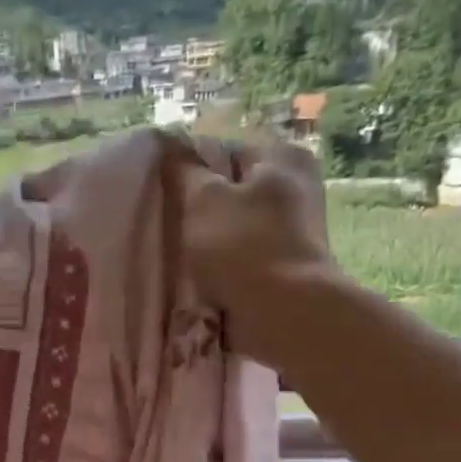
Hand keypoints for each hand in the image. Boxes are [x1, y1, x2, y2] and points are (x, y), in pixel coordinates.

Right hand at [176, 138, 338, 360]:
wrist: (284, 314)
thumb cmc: (242, 246)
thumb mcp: (203, 199)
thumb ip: (185, 171)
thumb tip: (172, 148)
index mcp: (282, 157)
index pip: (222, 151)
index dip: (188, 171)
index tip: (164, 194)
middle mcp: (297, 186)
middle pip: (231, 190)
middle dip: (199, 208)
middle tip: (168, 225)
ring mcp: (296, 229)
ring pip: (235, 226)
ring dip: (209, 240)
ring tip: (181, 255)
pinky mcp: (288, 265)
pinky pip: (243, 256)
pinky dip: (224, 264)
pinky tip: (202, 276)